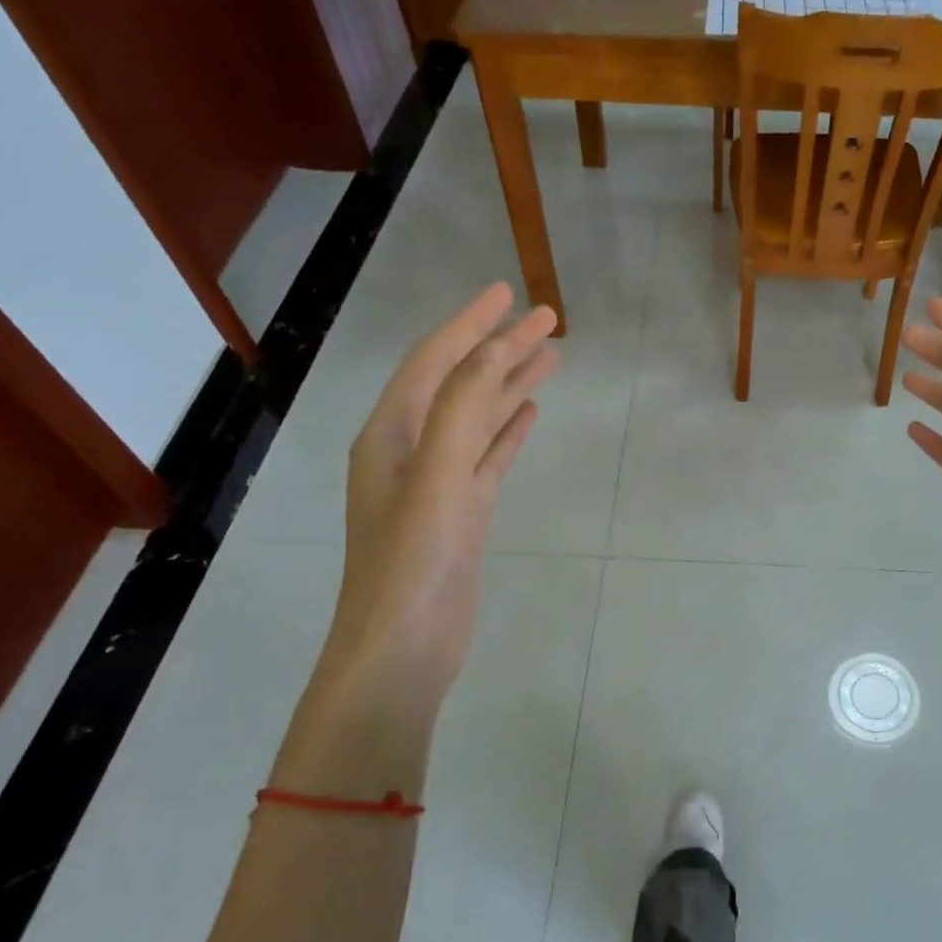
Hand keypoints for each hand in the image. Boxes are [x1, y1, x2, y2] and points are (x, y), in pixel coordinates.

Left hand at [293, 285, 558, 770]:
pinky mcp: (462, 513)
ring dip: (510, 385)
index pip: (433, 362)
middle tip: (547, 319)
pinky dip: (507, 431)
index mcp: (390, 434)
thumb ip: (461, 410)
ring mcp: (438, 484)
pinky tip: (530, 414)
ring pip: (478, 419)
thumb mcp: (436, 477)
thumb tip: (493, 350)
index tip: (509, 293)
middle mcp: (409, 450)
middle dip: (500, 348)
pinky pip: (487, 456)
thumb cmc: (414, 562)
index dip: (470, 324)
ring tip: (551, 358)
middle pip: (460, 384)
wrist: (404, 648)